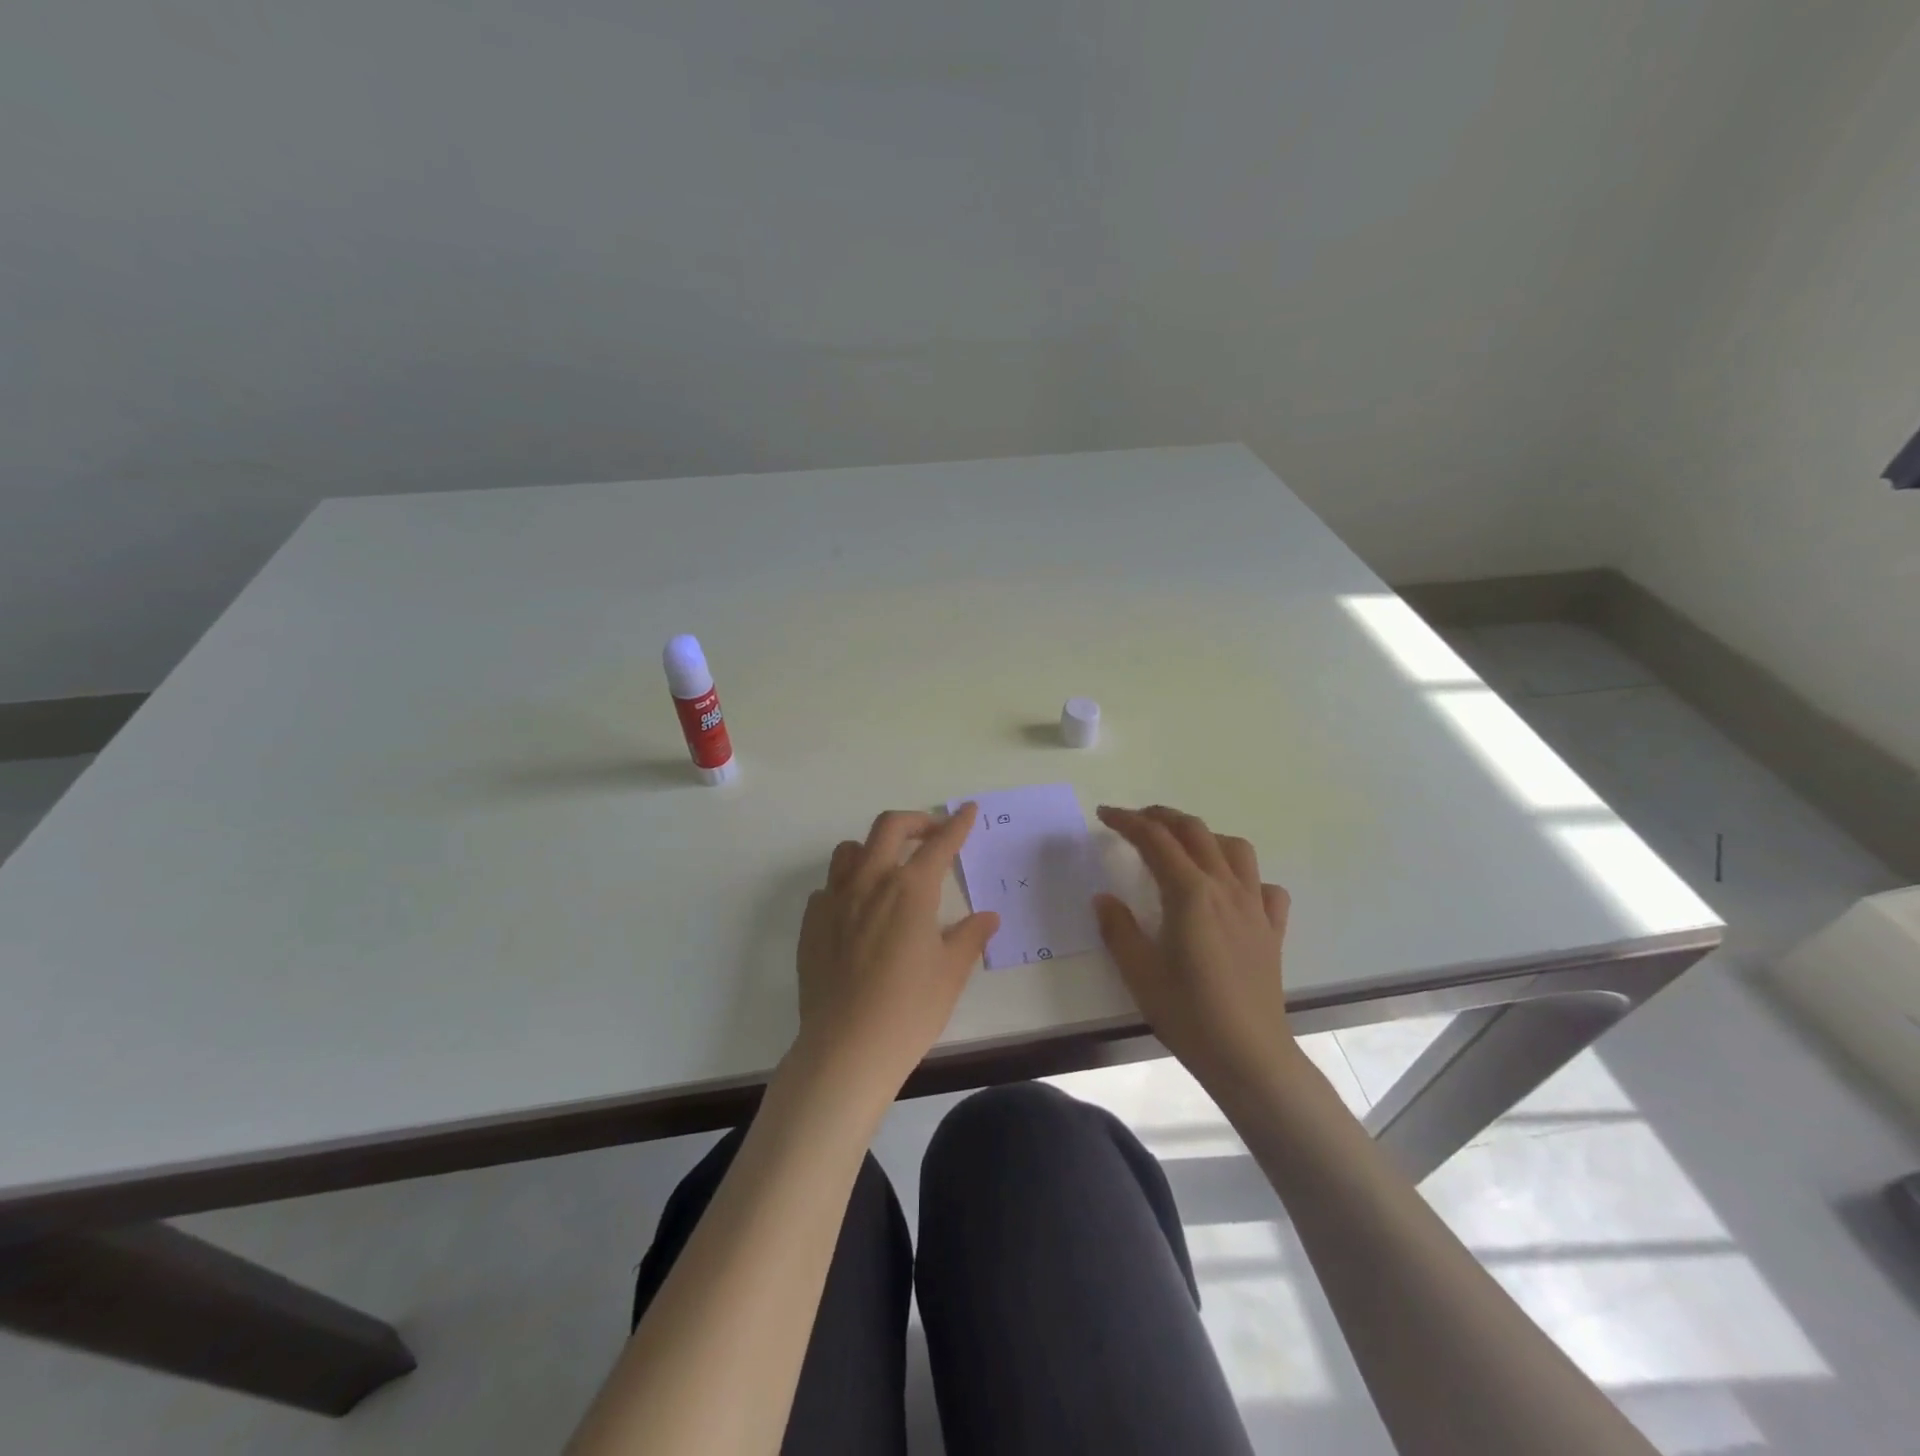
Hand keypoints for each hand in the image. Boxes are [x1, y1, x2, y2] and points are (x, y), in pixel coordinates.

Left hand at [794, 806, 999, 1095]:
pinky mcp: (812, 923)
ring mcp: (835, 900)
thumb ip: (970, 937)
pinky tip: (858, 912)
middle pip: (889, 827)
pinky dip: (848, 886)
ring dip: (874, 848)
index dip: (957, 825)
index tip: (968, 810)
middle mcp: (870, 882)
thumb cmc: (909, 1009)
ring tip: (889, 868)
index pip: (939, 844)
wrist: (846, 1048)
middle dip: (915, 822)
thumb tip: (987, 917)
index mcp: (910, 889)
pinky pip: (829, 887)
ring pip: (850, 850)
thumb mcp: (950, 973)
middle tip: (932, 834)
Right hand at [1093, 805, 1295, 1093]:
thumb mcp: (1138, 971)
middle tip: (1136, 821)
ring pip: (1234, 848)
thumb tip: (1104, 898)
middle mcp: (1225, 888)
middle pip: (1195, 831)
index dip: (1127, 821)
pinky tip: (1231, 891)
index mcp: (1189, 892)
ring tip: (1183, 847)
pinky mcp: (1272, 930)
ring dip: (1205, 836)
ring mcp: (1254, 907)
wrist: (1248, 1055)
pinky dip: (1245, 876)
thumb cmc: (1188, 1013)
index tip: (1105, 815)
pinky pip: (1264, 886)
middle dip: (1162, 817)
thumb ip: (1118, 928)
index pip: (1155, 839)